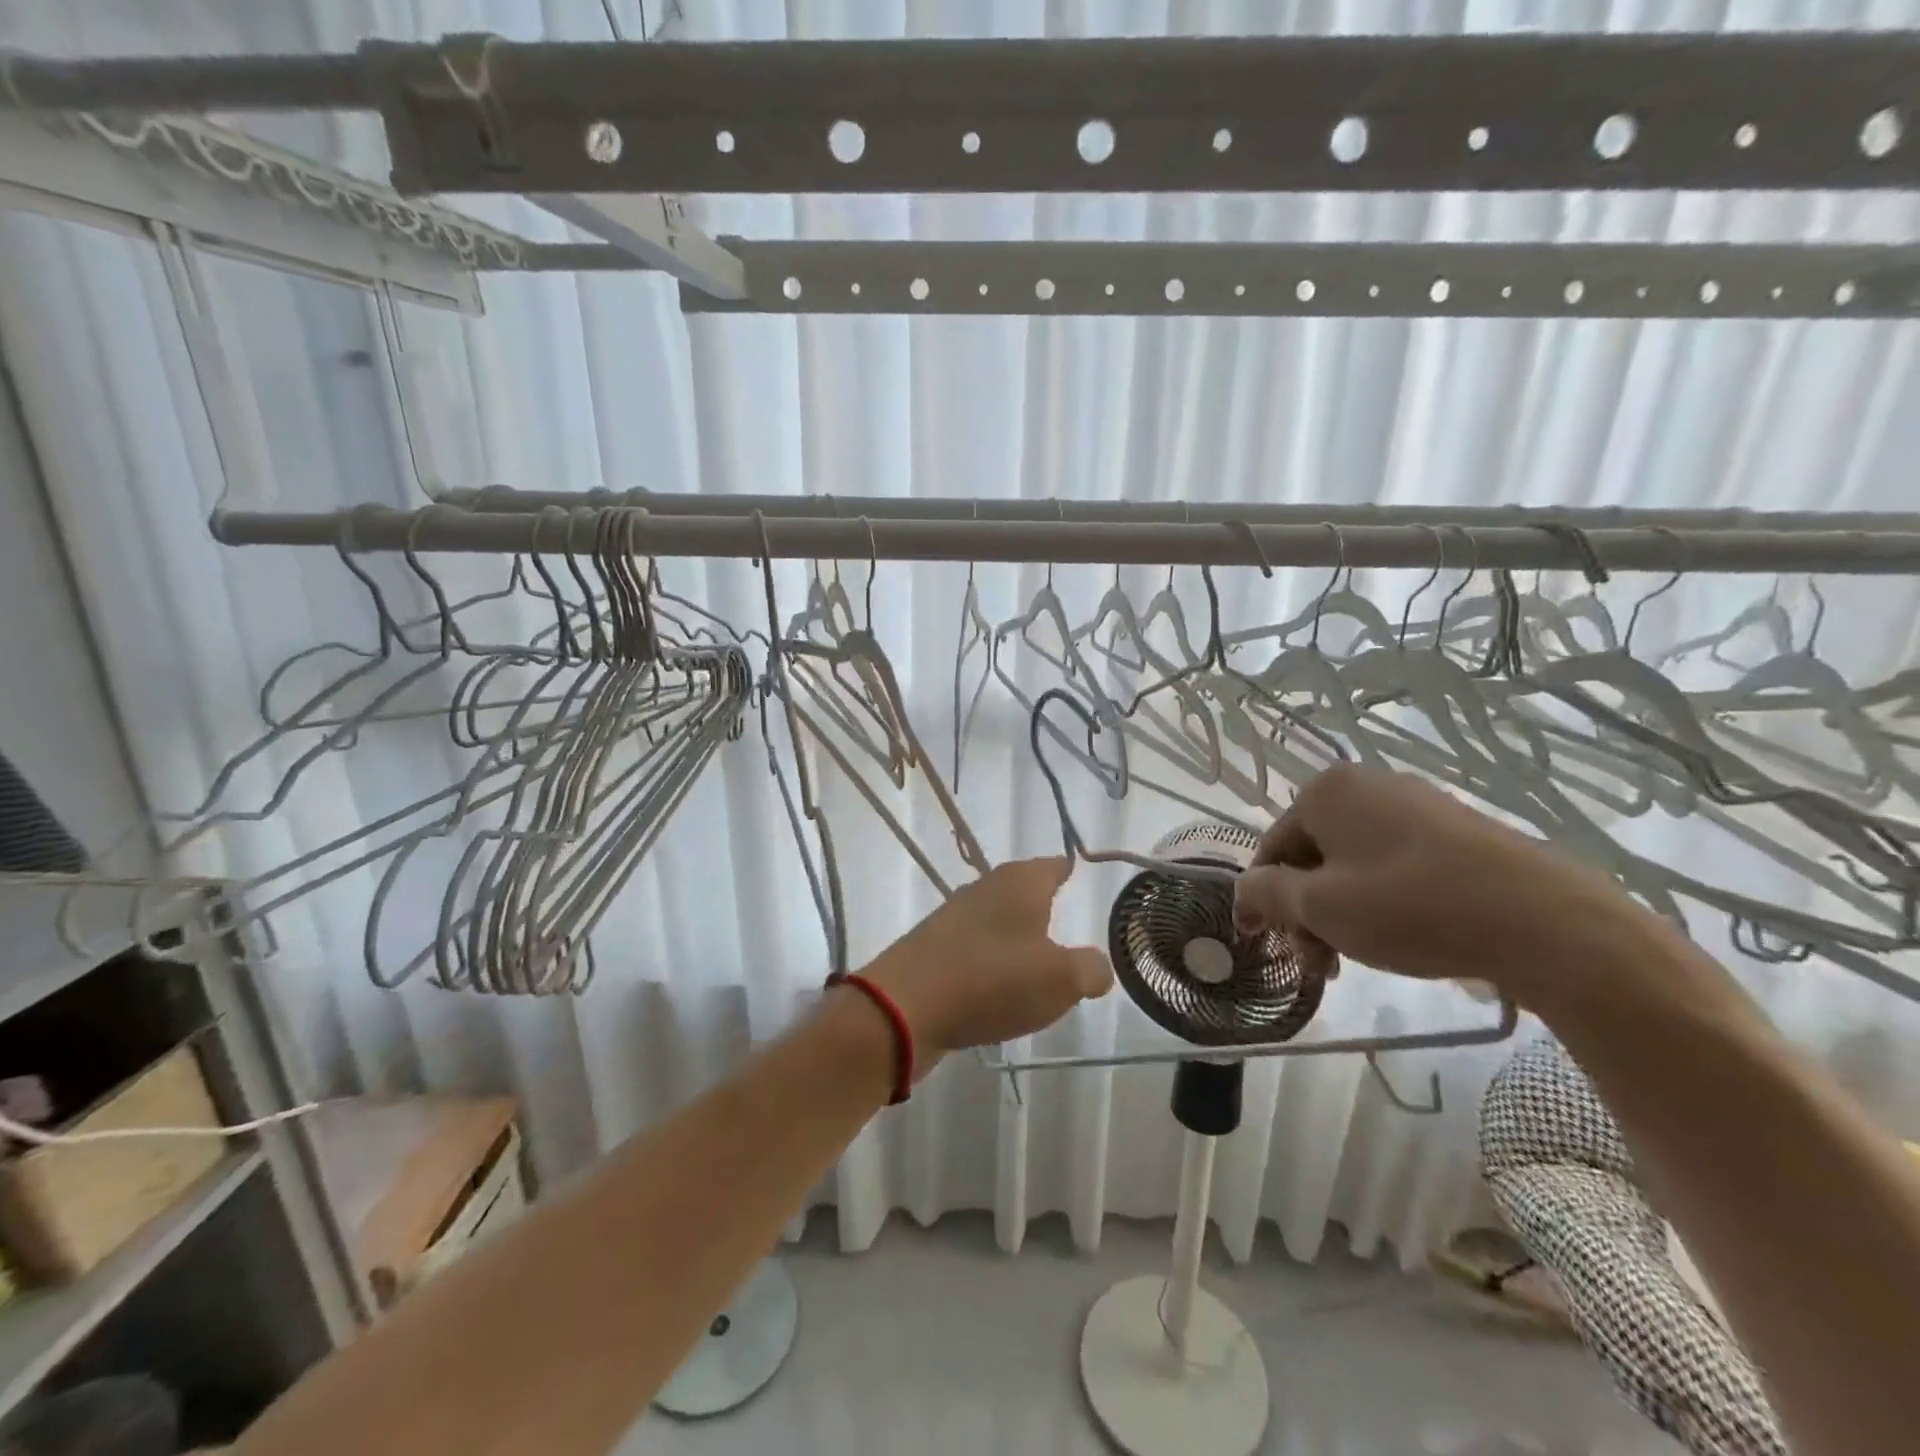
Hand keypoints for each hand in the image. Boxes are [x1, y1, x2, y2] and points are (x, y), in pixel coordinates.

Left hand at [862, 858, 1112, 1065]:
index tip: (1085, 882)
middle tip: (1070, 935)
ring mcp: (955, 916)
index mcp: (1020, 881)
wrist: (905, 1007)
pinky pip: (975, 950)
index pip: (1055, 864)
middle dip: (1045, 910)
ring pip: (999, 921)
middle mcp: (986, 888)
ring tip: (1038, 970)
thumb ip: (1090, 969)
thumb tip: (1097, 966)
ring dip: (1017, 941)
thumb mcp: (1060, 980)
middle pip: (1025, 891)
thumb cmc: (993, 980)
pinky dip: (991, 965)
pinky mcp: (934, 947)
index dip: (1072, 871)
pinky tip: (997, 992)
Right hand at [1233, 765, 1649, 998]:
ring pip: (1352, 863)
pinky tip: (1398, 938)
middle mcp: (1366, 785)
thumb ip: (1266, 894)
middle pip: (1312, 856)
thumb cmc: (1410, 906)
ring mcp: (1416, 804)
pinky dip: (1380, 901)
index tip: (1261, 944)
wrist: (1544, 921)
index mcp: (1326, 791)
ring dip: (1340, 912)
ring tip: (1355, 959)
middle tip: (1319, 963)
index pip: (1271, 848)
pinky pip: (1394, 864)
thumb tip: (1245, 891)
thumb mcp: (1320, 907)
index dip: (1260, 899)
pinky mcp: (1456, 830)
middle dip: (1305, 912)